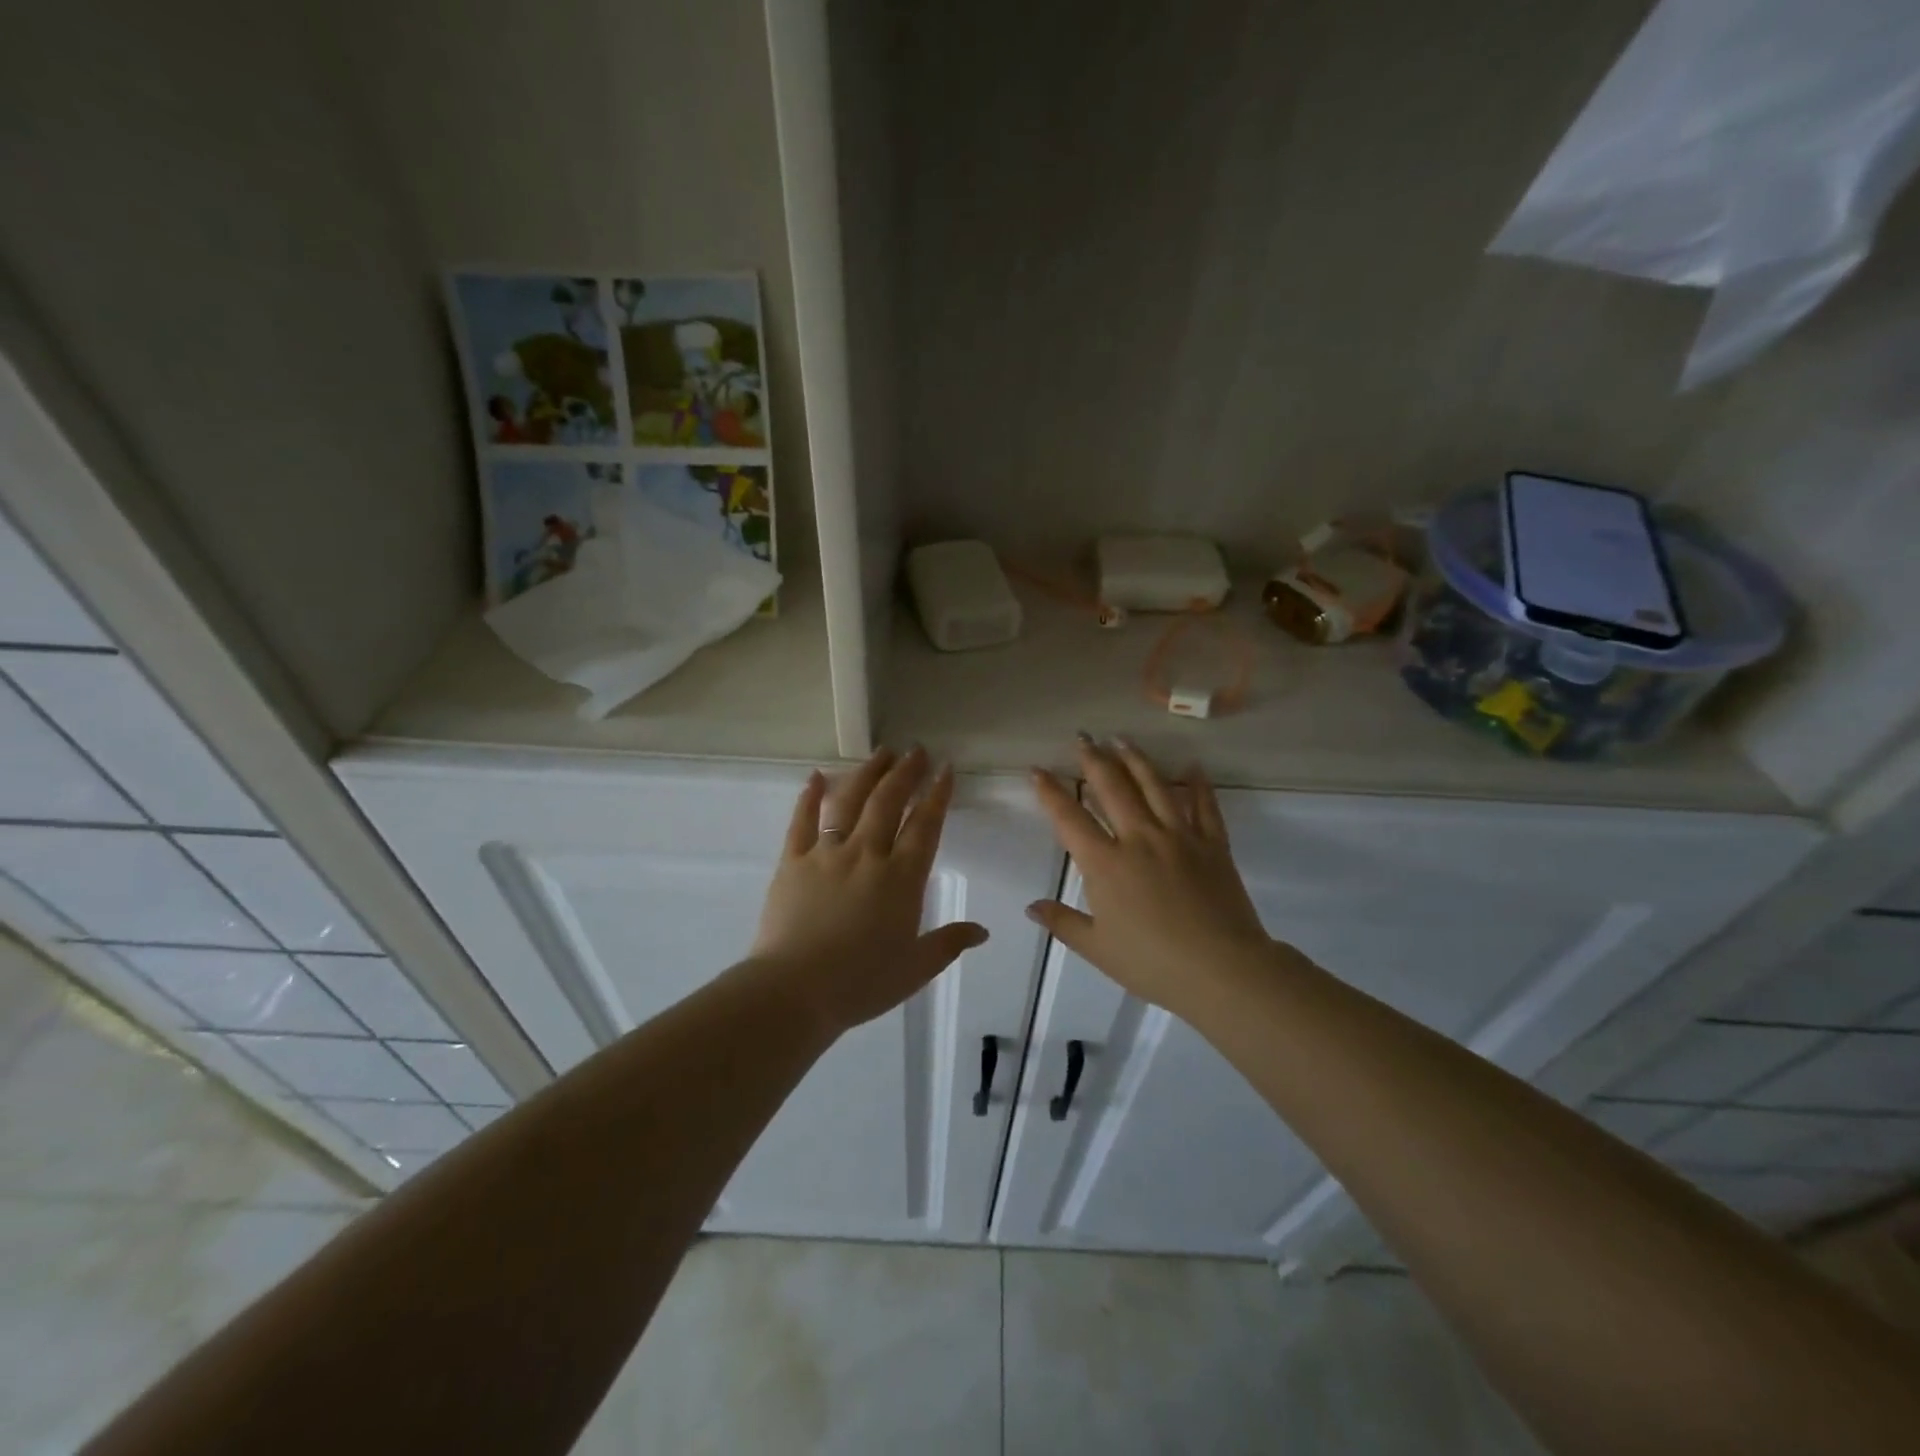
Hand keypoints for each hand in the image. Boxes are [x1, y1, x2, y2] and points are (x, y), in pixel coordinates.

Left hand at [749, 747, 987, 1036]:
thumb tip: (982, 931)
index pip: (925, 826)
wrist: (794, 991)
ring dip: (867, 773)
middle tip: (916, 751)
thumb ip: (948, 943)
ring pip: (849, 801)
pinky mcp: (792, 861)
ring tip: (881, 753)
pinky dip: (809, 796)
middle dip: (905, 773)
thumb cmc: (861, 983)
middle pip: (888, 802)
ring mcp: (827, 854)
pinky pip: (801, 821)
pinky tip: (815, 776)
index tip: (946, 770)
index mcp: (901, 878)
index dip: (937, 795)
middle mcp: (867, 855)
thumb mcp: (915, 968)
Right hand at [1027, 738, 1280, 1017]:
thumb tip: (1031, 906)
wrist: (1222, 970)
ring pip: (1155, 786)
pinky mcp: (1213, 845)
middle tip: (1083, 738)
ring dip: (1136, 759)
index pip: (1069, 818)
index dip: (1050, 792)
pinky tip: (1192, 767)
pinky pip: (1205, 806)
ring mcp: (1179, 837)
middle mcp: (1139, 839)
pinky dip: (1198, 784)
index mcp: (1106, 864)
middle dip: (1093, 760)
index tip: (1037, 770)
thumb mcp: (1098, 948)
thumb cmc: (1153, 963)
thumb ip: (1063, 923)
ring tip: (1122, 739)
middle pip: (1112, 788)